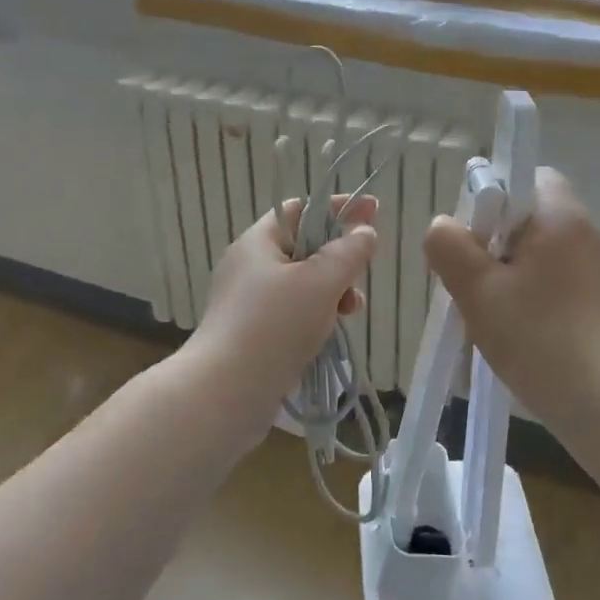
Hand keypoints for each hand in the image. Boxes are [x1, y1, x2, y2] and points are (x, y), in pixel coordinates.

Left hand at [183, 195, 377, 420]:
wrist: (226, 391)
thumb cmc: (275, 325)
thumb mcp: (321, 282)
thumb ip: (348, 252)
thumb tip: (364, 231)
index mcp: (258, 242)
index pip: (300, 209)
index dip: (337, 208)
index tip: (373, 212)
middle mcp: (249, 267)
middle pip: (304, 248)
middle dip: (338, 260)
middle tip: (359, 279)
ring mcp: (248, 303)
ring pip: (301, 285)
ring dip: (332, 293)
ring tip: (350, 312)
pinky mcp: (253, 334)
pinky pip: (292, 314)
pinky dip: (315, 317)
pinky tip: (329, 334)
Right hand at [423, 168, 599, 426]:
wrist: (595, 398)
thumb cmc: (533, 334)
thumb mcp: (476, 288)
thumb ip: (449, 246)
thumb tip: (443, 227)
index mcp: (562, 217)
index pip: (527, 176)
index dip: (493, 197)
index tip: (473, 235)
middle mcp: (587, 234)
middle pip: (529, 217)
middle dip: (494, 241)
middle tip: (472, 278)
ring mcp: (597, 269)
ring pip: (539, 252)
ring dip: (508, 271)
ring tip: (488, 309)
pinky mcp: (599, 300)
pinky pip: (554, 279)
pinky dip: (530, 292)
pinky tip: (515, 327)